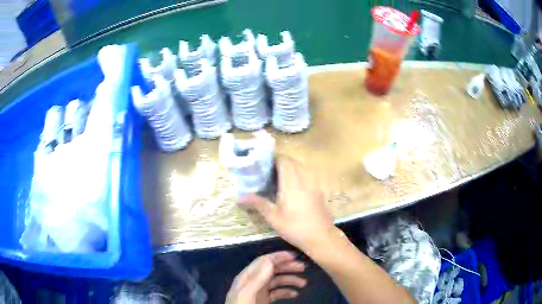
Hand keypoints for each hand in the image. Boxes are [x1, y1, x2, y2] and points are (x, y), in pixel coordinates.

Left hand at [225, 251, 306, 303]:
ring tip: (303, 283)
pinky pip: (277, 293)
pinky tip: (295, 294)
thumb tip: (270, 261)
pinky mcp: (263, 300)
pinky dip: (286, 292)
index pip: (263, 262)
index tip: (294, 256)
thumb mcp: (248, 293)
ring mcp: (259, 291)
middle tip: (303, 268)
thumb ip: (257, 279)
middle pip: (271, 270)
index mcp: (247, 277)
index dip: (278, 257)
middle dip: (287, 267)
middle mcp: (253, 282)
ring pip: (276, 281)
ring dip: (290, 280)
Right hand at [239, 156, 335, 253]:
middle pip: (293, 162)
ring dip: (291, 168)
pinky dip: (299, 176)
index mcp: (292, 183)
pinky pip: (308, 176)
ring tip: (279, 179)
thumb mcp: (274, 218)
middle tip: (268, 172)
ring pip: (302, 168)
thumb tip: (240, 197)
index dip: (274, 158)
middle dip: (281, 162)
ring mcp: (314, 185)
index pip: (284, 161)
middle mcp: (304, 179)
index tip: (263, 164)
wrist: (321, 237)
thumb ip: (258, 204)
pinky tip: (293, 190)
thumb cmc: (295, 228)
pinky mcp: (319, 191)